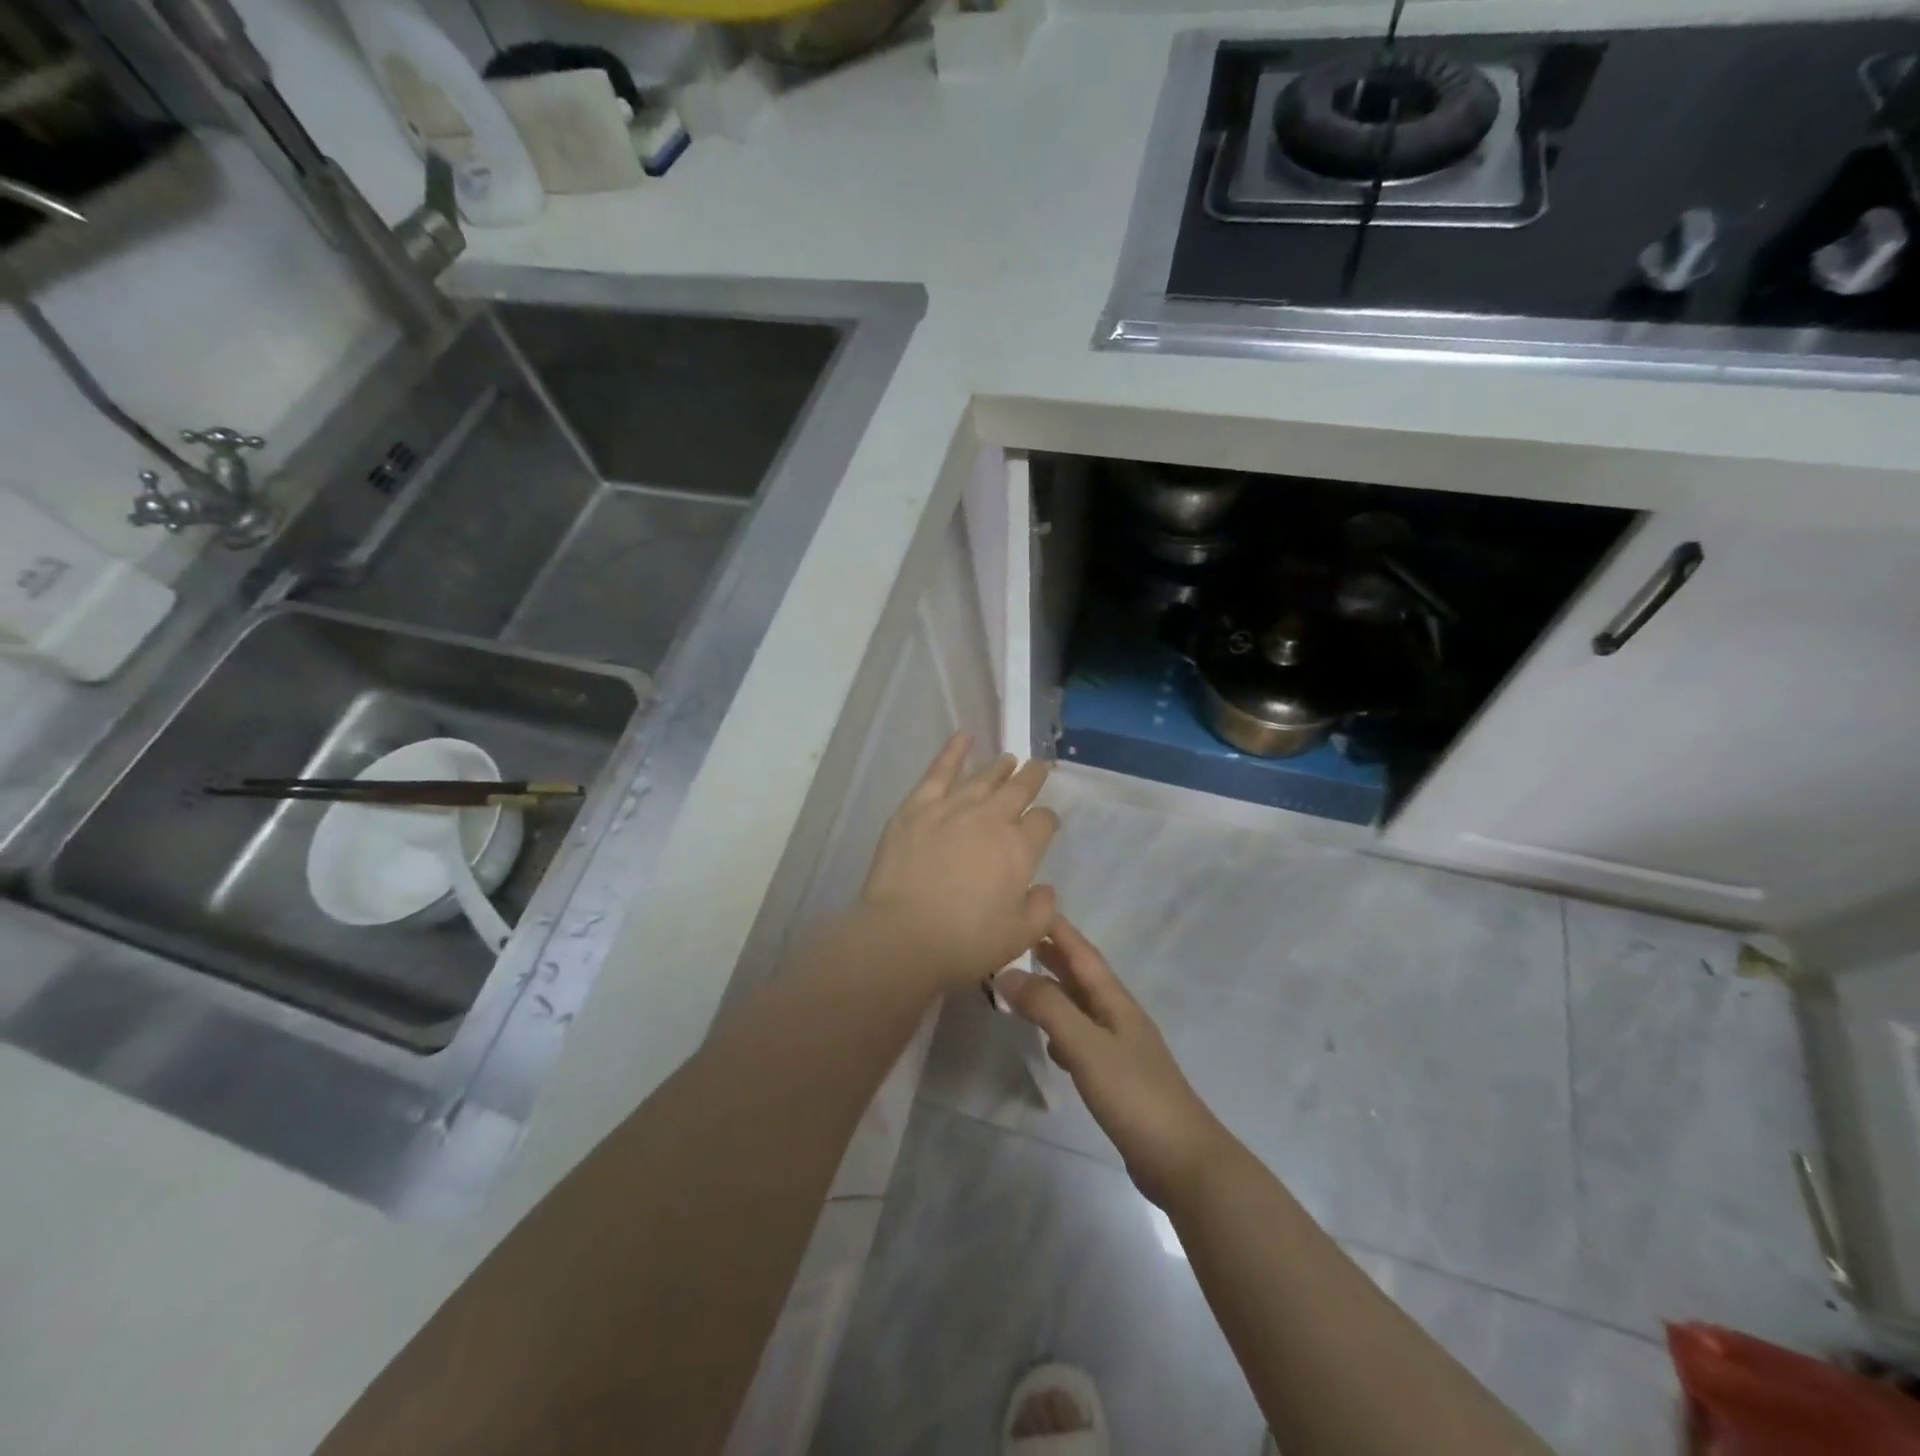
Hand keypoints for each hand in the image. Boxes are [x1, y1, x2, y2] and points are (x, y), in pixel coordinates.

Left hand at [854, 734, 1058, 990]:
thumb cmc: (965, 943)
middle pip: (1018, 789)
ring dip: (1000, 767)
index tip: (1045, 822)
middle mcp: (991, 819)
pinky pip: (940, 770)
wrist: (904, 936)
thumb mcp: (1018, 937)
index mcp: (1020, 849)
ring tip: (1009, 759)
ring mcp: (953, 807)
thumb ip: (1041, 910)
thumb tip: (1045, 888)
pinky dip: (954, 750)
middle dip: (1032, 777)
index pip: (1043, 821)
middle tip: (1039, 767)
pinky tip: (965, 736)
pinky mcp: (917, 806)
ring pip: (983, 777)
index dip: (1047, 820)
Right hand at [997, 916, 1235, 1207]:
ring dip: (1054, 992)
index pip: (1082, 953)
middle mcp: (1118, 1016)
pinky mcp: (1117, 1078)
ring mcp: (1120, 1048)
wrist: (1182, 1160)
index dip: (1057, 929)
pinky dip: (1062, 1031)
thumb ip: (1048, 1008)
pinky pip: (1083, 1039)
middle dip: (1052, 955)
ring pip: (1080, 1007)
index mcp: (1115, 1001)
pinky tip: (1049, 1044)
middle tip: (1014, 940)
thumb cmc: (1134, 1095)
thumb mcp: (1086, 1046)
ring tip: (1022, 986)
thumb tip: (1007, 974)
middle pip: (1082, 976)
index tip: (1030, 903)